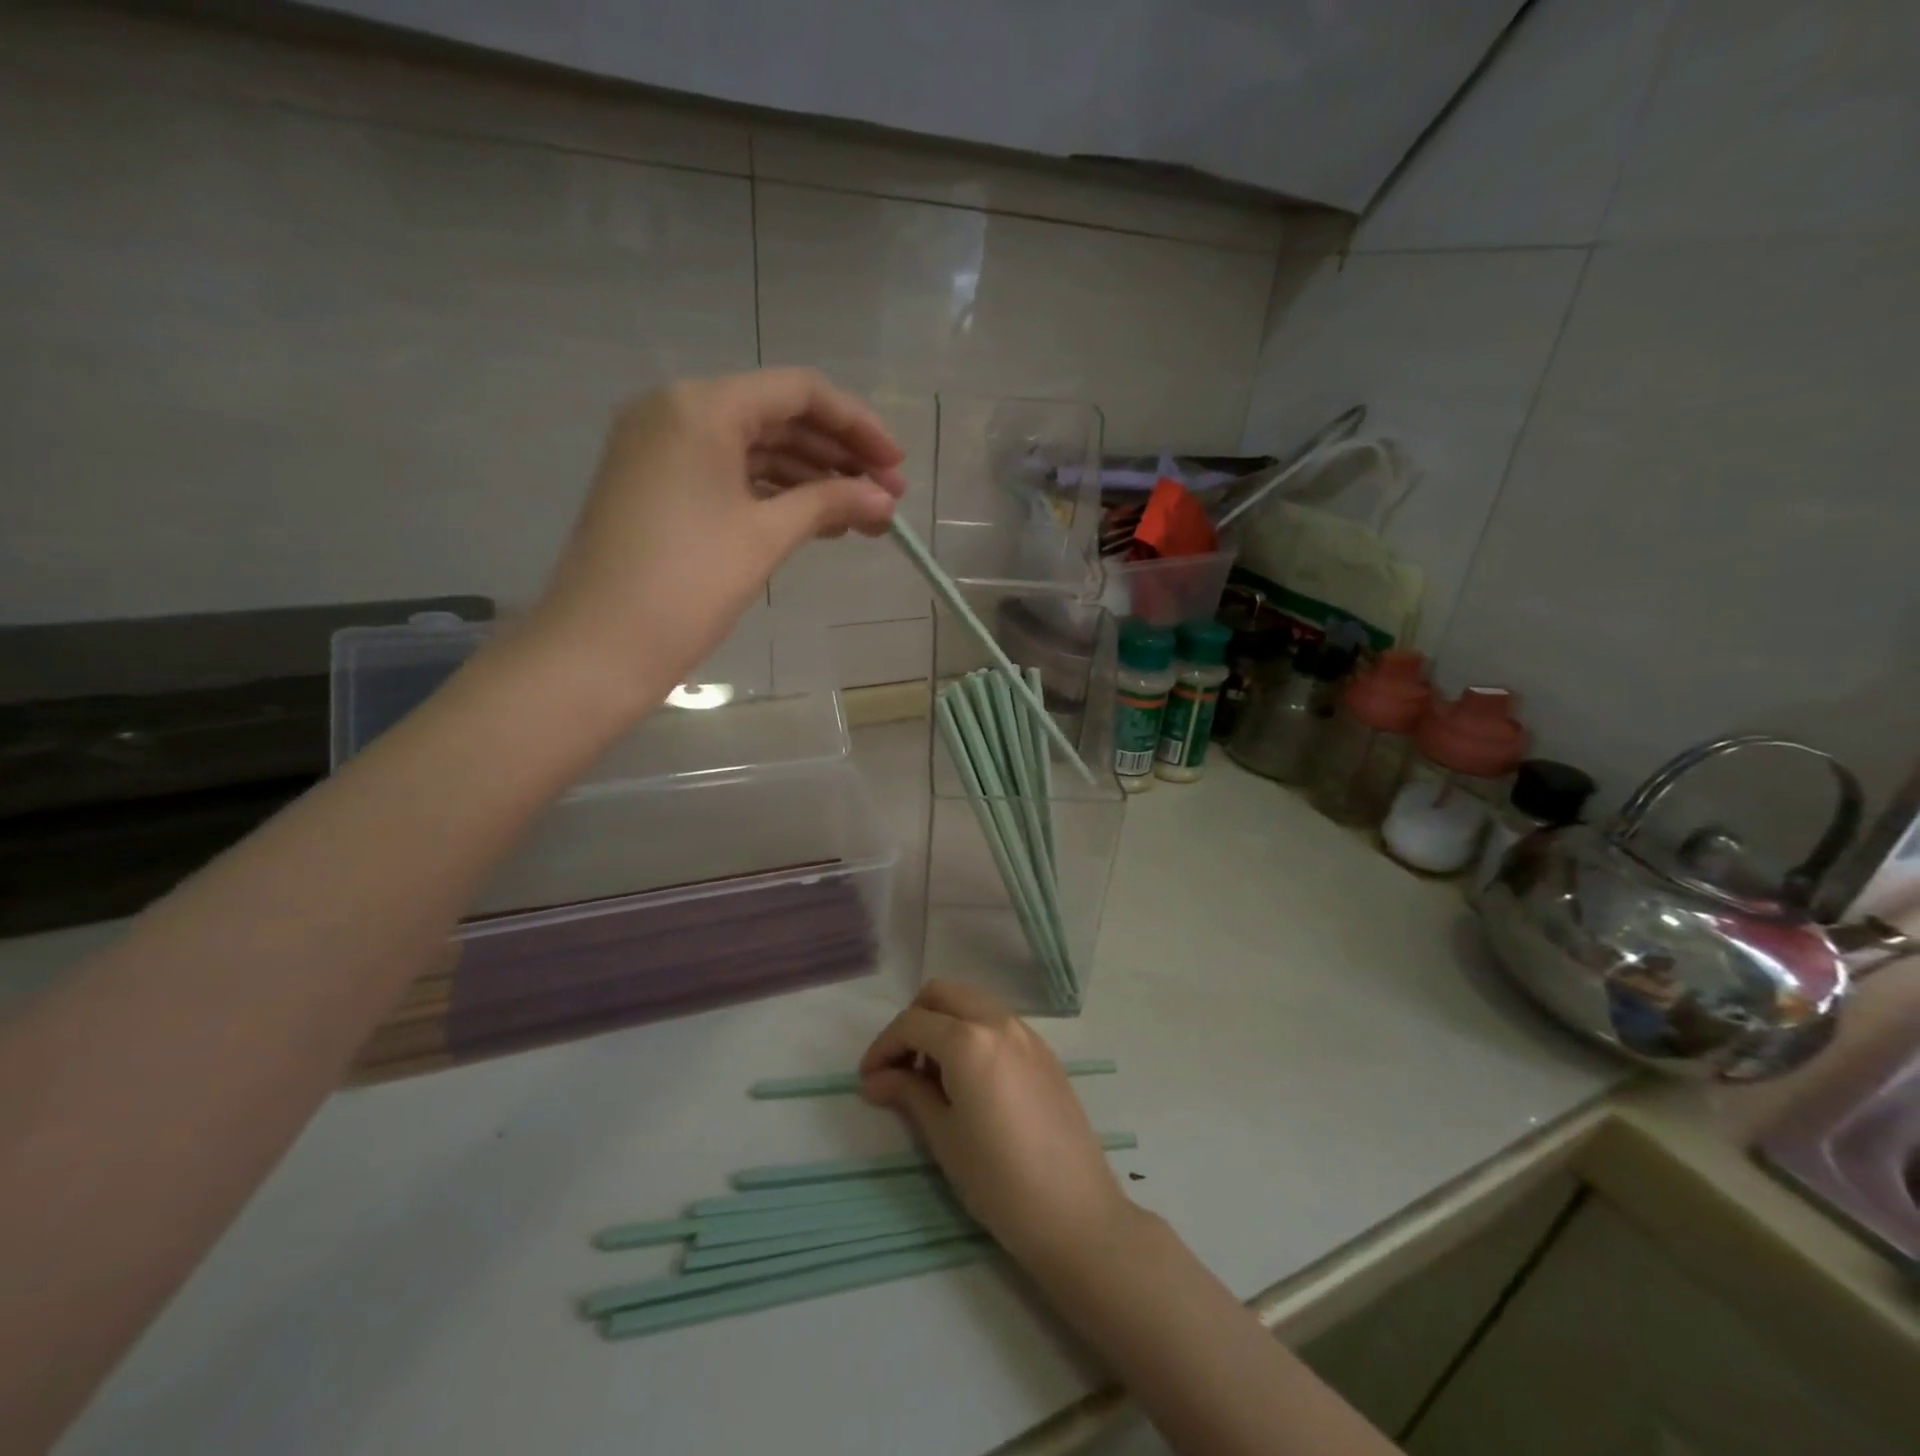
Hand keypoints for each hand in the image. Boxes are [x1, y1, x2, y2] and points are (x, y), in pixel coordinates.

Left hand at [527, 369, 905, 704]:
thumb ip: (830, 504)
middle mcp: (677, 411)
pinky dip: (774, 495)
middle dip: (839, 456)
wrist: (600, 646)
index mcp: (701, 406)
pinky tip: (817, 523)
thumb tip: (885, 499)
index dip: (858, 425)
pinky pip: (729, 475)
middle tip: (888, 498)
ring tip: (862, 519)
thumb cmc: (687, 584)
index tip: (897, 466)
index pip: (798, 392)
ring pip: (755, 449)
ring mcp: (662, 448)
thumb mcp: (765, 537)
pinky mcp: (658, 485)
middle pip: (777, 417)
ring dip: (812, 479)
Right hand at [859, 981, 1132, 1271]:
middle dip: (913, 1021)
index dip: (882, 1047)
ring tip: (932, 1077)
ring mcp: (1026, 1033)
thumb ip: (908, 1094)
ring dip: (944, 1023)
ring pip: (972, 1002)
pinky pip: (997, 1022)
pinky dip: (973, 1032)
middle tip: (900, 1067)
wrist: (1075, 1213)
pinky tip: (968, 1079)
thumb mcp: (944, 1137)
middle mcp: (998, 1022)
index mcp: (968, 1040)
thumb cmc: (999, 1181)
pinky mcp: (1044, 1051)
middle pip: (942, 994)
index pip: (912, 1023)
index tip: (867, 1079)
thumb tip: (874, 1078)